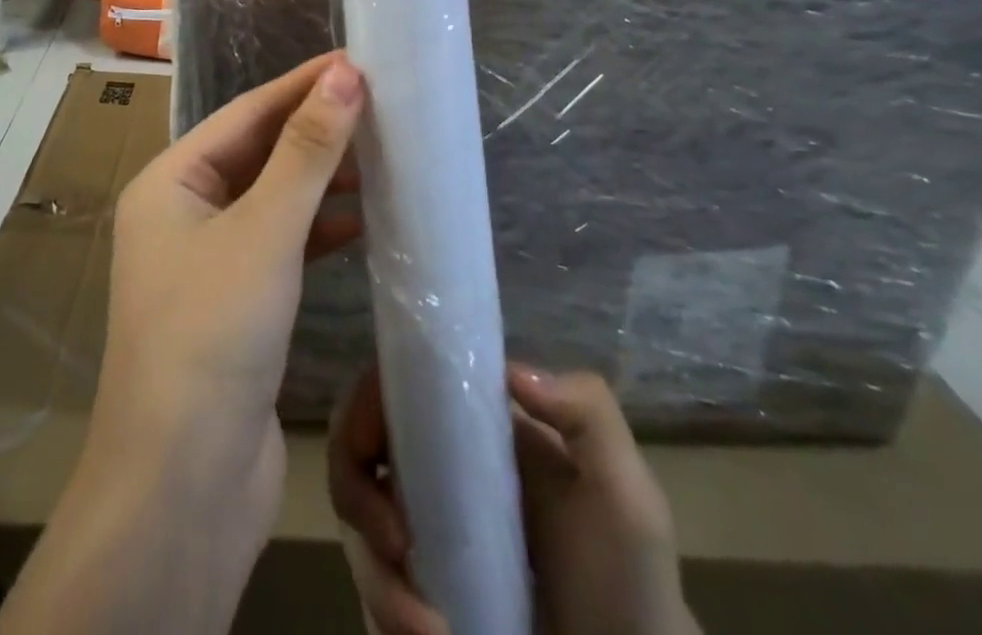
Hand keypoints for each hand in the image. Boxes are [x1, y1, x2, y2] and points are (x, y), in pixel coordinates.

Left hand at [0, 53, 365, 634]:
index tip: (357, 61)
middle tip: (379, 103)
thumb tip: (345, 75)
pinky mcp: (235, 305)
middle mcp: (182, 214)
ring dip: (321, 179)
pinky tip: (361, 221)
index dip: (302, 85)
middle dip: (315, 129)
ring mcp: (207, 262)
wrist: (182, 490)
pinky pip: (280, 245)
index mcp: (170, 183)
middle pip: (258, 153)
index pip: (246, 114)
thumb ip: (307, 152)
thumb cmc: (212, 335)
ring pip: (272, 199)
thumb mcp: (264, 231)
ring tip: (381, 154)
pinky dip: (318, 229)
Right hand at [329, 364, 698, 634]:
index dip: (365, 408)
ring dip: (378, 579)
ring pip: (354, 528)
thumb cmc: (628, 582)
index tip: (372, 453)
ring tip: (430, 630)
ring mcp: (419, 536)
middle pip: (353, 451)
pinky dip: (385, 615)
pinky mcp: (411, 596)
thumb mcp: (627, 493)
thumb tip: (510, 371)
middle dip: (354, 496)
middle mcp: (432, 470)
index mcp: (468, 429)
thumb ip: (589, 413)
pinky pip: (368, 592)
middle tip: (393, 546)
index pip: (392, 388)